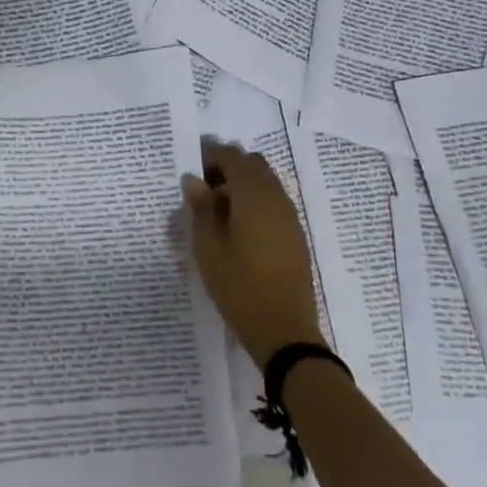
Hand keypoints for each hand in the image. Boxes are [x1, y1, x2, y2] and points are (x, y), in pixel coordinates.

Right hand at [183, 141, 325, 369]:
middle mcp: (276, 197)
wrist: (285, 330)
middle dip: (227, 168)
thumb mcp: (209, 249)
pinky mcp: (295, 234)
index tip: (191, 168)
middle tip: (203, 191)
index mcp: (253, 195)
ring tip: (217, 213)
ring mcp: (289, 216)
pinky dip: (255, 202)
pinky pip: (273, 202)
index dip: (210, 155)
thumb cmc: (240, 287)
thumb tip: (194, 180)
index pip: (232, 156)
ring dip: (242, 185)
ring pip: (265, 182)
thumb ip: (201, 209)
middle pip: (252, 164)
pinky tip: (237, 229)